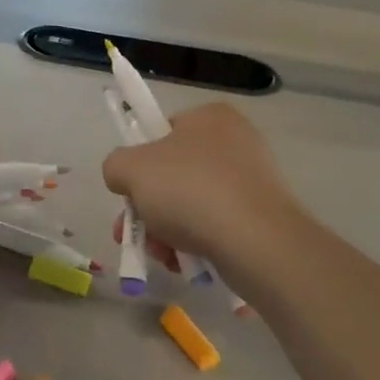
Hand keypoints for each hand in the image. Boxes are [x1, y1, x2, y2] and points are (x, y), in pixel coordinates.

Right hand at [102, 103, 304, 269]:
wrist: (256, 242)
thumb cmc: (190, 191)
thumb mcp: (131, 168)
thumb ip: (116, 165)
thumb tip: (124, 178)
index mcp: (209, 117)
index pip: (162, 132)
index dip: (140, 162)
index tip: (130, 191)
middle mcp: (235, 141)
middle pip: (173, 174)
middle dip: (147, 207)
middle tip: (130, 233)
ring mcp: (253, 179)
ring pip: (192, 203)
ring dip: (165, 230)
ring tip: (158, 255)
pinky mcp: (263, 215)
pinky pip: (216, 225)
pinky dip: (195, 242)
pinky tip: (183, 262)